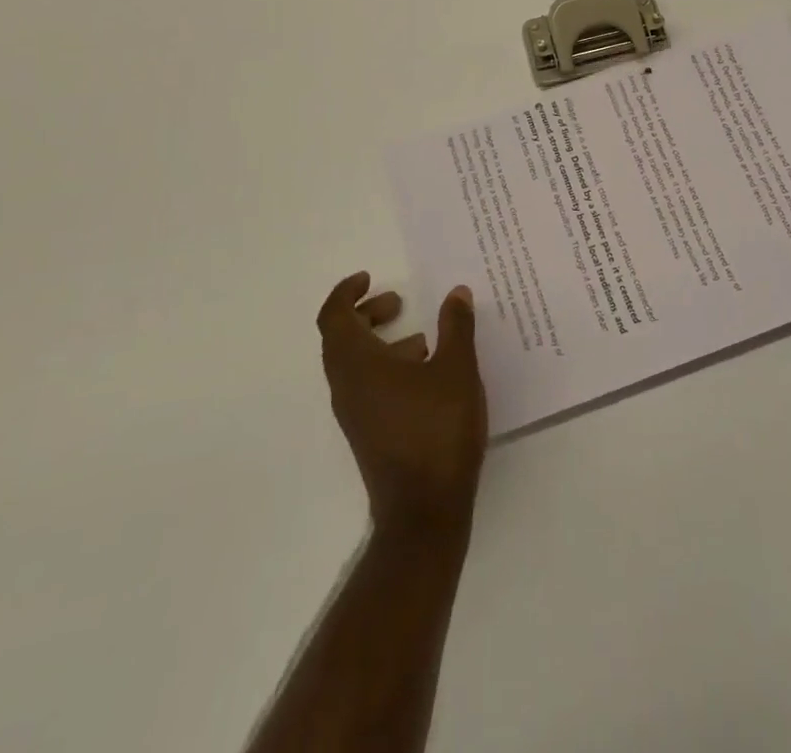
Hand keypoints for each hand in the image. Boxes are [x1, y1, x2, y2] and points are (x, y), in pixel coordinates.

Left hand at [317, 273, 486, 538]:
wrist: (425, 512)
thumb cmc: (437, 430)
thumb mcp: (456, 369)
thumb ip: (456, 326)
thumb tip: (457, 293)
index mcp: (357, 364)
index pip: (334, 316)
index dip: (346, 292)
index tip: (370, 277)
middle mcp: (347, 387)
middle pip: (341, 338)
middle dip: (366, 314)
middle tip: (398, 302)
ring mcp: (355, 414)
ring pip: (355, 365)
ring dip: (381, 342)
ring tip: (423, 339)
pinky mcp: (369, 434)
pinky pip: (368, 387)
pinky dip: (388, 368)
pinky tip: (428, 376)